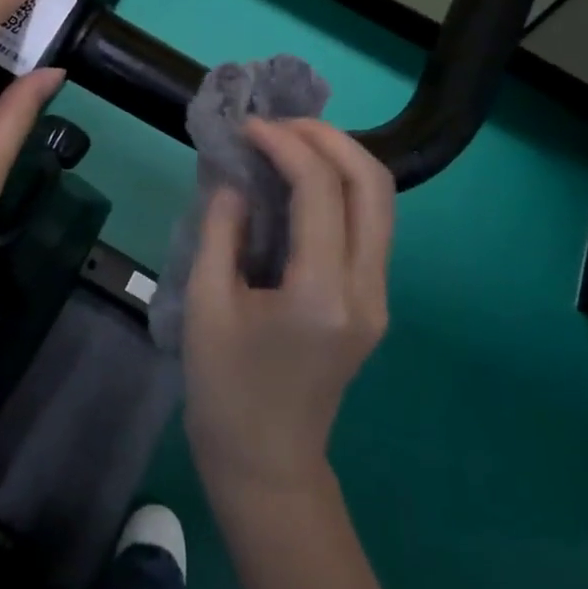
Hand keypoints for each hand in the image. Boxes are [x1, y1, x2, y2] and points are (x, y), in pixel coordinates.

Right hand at [183, 119, 394, 494]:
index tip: (247, 127)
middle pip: (372, 183)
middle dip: (328, 137)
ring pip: (380, 200)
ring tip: (288, 141)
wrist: (267, 463)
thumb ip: (222, 231)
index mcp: (322, 294)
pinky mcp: (373, 301)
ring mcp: (378, 296)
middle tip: (278, 124)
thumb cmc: (225, 391)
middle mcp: (366, 289)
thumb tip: (235, 179)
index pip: (321, 189)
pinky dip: (341, 187)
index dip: (285, 144)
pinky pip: (369, 224)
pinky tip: (301, 180)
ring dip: (340, 157)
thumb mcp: (207, 306)